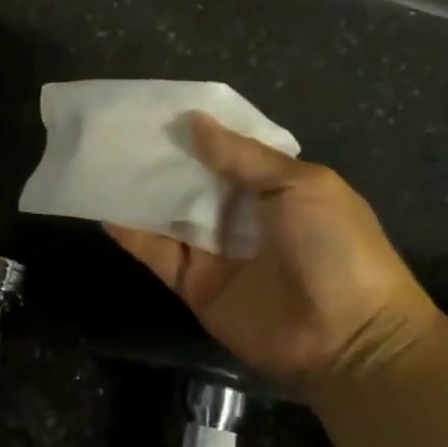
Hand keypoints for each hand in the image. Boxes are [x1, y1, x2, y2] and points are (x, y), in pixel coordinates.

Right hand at [105, 114, 438, 397]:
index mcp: (274, 187)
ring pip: (168, 212)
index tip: (155, 107)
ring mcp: (215, 250)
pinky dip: (131, 232)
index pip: (226, 151)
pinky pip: (157, 252)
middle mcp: (240, 214)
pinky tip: (103, 207)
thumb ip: (244, 156)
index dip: (196, 130)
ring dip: (139, 190)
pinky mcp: (193, 284)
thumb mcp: (301, 186)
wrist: (347, 339)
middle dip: (159, 156)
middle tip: (116, 129)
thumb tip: (192, 121)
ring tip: (100, 159)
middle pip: (191, 179)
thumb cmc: (335, 248)